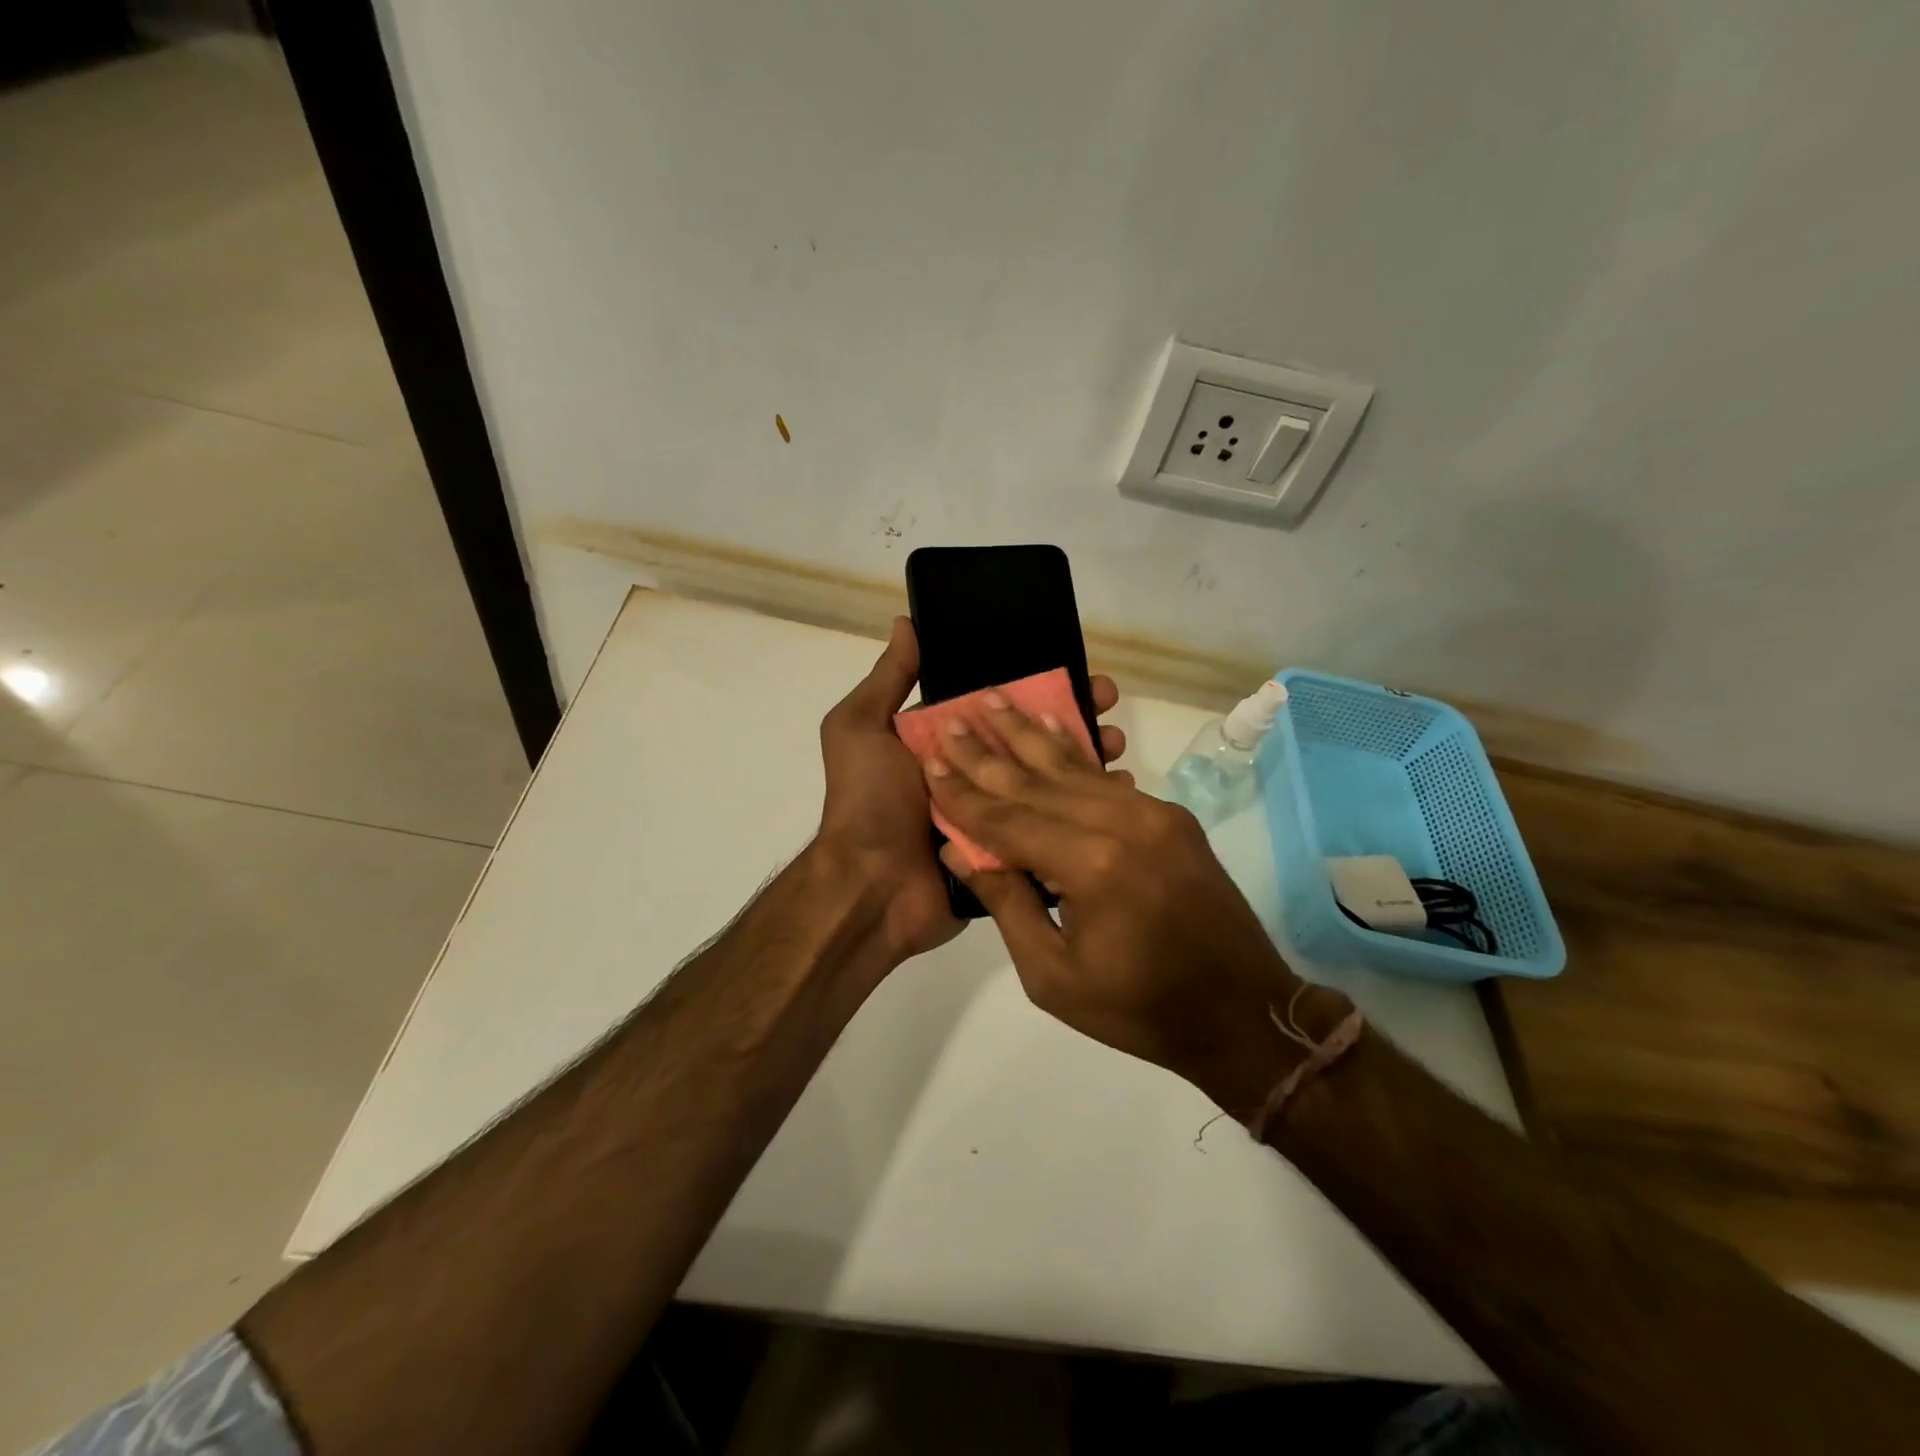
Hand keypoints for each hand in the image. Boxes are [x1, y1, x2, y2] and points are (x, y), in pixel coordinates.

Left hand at [816, 617, 1126, 965]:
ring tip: (1117, 743)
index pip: (998, 704)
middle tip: (1108, 702)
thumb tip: (908, 622)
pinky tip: (1116, 790)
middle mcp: (973, 772)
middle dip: (1071, 717)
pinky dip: (1082, 808)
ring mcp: (995, 812)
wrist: (872, 889)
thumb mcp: (861, 729)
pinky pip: (1051, 824)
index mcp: (944, 741)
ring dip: (1084, 758)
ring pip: (1048, 779)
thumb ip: (888, 680)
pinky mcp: (1011, 849)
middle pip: (1030, 738)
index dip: (1036, 685)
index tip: (1077, 668)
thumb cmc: (868, 802)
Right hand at [921, 693, 1338, 1119]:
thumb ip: (1007, 904)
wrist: (1241, 1011)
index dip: (963, 794)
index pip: (1007, 820)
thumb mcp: (1053, 975)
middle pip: (1035, 781)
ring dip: (1027, 734)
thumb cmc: (1138, 1008)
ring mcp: (1152, 813)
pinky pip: (1107, 778)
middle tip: (948, 718)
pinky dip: (1074, 750)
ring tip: (992, 700)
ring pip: (1073, 767)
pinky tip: (1051, 723)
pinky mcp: (1169, 815)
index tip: (928, 762)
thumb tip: (959, 849)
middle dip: (986, 752)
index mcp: (1091, 866)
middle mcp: (1121, 823)